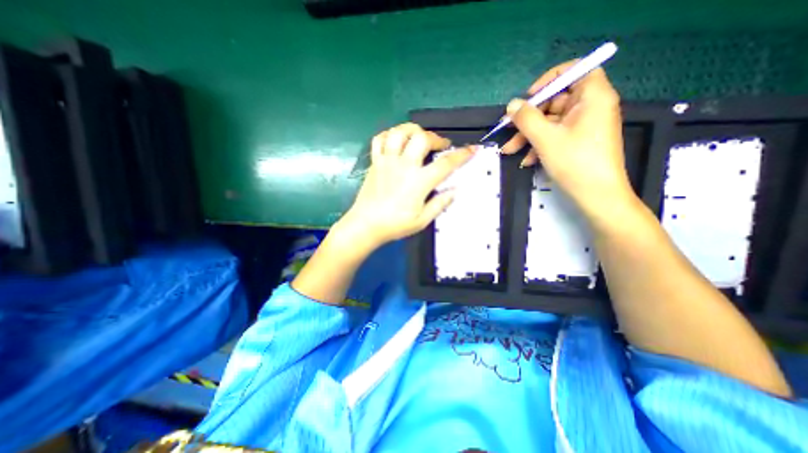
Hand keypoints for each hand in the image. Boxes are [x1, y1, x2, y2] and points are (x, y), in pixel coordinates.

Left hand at [339, 124, 474, 249]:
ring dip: (413, 130)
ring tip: (419, 137)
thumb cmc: (395, 225)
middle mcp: (404, 166)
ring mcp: (387, 161)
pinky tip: (396, 140)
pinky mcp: (375, 162)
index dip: (461, 155)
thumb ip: (440, 204)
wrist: (366, 224)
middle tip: (441, 146)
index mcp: (419, 182)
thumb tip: (455, 190)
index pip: (445, 164)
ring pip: (399, 132)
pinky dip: (389, 135)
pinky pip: (379, 140)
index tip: (471, 149)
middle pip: (422, 138)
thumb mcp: (422, 220)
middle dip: (436, 138)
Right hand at [503, 61, 633, 222]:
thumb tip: (511, 104)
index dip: (549, 81)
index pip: (574, 71)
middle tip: (508, 130)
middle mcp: (590, 108)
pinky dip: (538, 146)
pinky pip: (555, 136)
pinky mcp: (577, 143)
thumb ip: (526, 118)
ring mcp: (583, 127)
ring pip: (550, 123)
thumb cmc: (574, 162)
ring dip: (528, 136)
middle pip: (555, 101)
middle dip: (529, 118)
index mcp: (592, 97)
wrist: (596, 196)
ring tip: (509, 151)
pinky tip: (526, 161)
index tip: (528, 97)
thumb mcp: (545, 139)